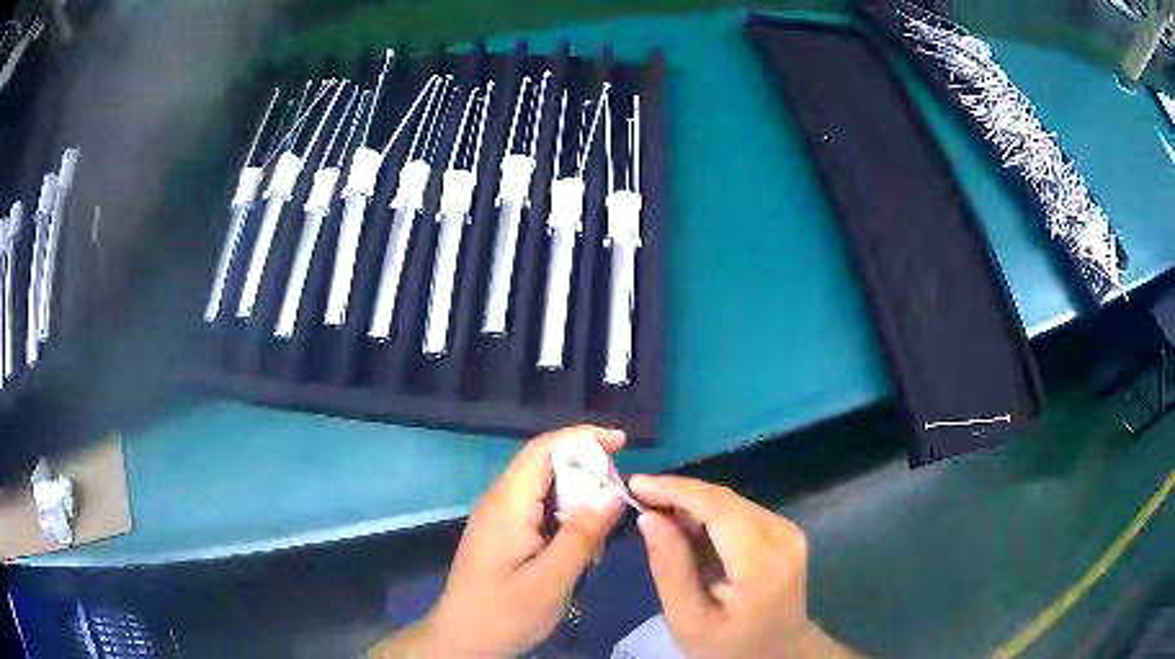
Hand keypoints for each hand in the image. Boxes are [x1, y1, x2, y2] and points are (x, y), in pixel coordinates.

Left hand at [378, 426, 625, 657]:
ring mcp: (499, 517)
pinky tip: (581, 548)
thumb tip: (613, 492)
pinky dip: (567, 519)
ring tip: (603, 534)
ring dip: (579, 501)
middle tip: (620, 500)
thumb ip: (582, 536)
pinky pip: (539, 510)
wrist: (462, 639)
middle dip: (587, 473)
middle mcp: (500, 501)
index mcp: (507, 505)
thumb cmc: (504, 614)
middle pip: (546, 465)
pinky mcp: (503, 533)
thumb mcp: (550, 581)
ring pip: (546, 489)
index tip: (623, 442)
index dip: (583, 437)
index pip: (543, 449)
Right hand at [630, 475, 853, 658]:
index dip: (674, 490)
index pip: (718, 508)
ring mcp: (789, 531)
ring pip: (731, 501)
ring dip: (691, 503)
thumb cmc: (728, 646)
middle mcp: (783, 536)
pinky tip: (684, 528)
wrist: (777, 653)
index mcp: (763, 563)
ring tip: (653, 513)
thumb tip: (648, 517)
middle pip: (725, 500)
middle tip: (635, 499)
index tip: (633, 484)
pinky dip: (708, 515)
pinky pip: (740, 511)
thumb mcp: (688, 620)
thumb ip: (670, 568)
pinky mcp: (785, 532)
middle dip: (678, 494)